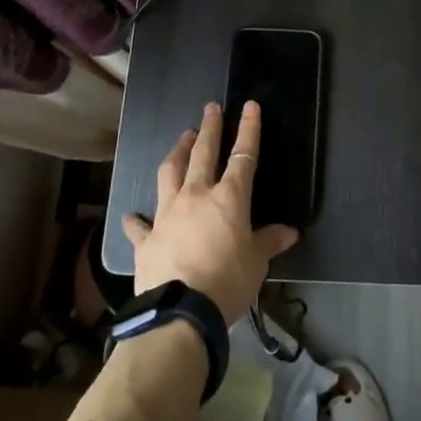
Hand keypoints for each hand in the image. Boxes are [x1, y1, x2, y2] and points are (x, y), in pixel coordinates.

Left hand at [123, 101, 298, 323]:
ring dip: (177, 152)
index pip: (243, 156)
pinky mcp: (146, 239)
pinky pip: (139, 225)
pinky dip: (137, 219)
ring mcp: (166, 214)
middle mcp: (196, 196)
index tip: (249, 106)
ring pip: (170, 173)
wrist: (180, 313)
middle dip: (210, 128)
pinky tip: (132, 215)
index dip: (248, 130)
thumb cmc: (227, 282)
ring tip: (182, 138)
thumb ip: (269, 242)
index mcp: (229, 198)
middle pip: (203, 153)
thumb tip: (289, 232)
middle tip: (211, 108)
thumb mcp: (257, 263)